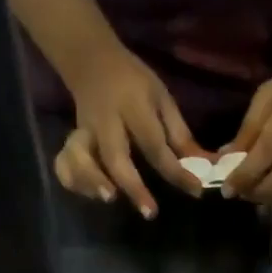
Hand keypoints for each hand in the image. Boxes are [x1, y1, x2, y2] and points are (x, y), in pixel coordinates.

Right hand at [56, 43, 208, 216]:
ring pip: (80, 159)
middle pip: (116, 157)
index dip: (176, 170)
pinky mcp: (71, 141)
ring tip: (109, 199)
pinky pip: (64, 164)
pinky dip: (74, 181)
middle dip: (133, 186)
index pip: (155, 144)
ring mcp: (84, 132)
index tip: (195, 190)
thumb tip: (206, 166)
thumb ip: (180, 134)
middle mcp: (105, 122)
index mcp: (132, 106)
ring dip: (92, 181)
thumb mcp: (161, 98)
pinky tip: (91, 195)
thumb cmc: (133, 83)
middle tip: (150, 213)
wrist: (91, 59)